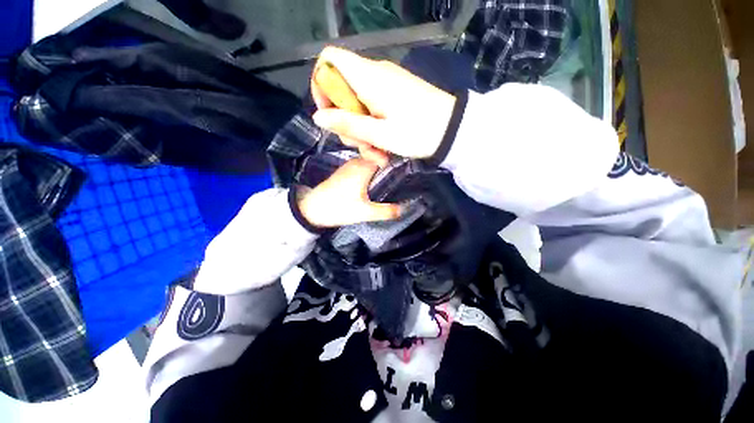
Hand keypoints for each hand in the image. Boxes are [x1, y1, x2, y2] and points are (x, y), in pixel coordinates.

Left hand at [297, 158, 400, 227]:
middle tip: (407, 175)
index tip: (412, 168)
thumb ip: (386, 211)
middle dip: (394, 165)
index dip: (400, 160)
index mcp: (364, 166)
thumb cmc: (338, 208)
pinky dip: (375, 172)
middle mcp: (358, 161)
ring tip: (397, 178)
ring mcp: (351, 165)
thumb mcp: (364, 213)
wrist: (312, 209)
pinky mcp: (347, 171)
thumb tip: (404, 209)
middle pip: (381, 157)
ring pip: (373, 162)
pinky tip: (380, 182)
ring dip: (384, 169)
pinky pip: (366, 167)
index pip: (387, 155)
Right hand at [311, 46, 456, 159]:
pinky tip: (385, 149)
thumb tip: (318, 117)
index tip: (329, 115)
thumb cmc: (419, 133)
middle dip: (347, 123)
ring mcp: (386, 85)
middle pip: (343, 91)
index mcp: (369, 78)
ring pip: (359, 106)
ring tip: (379, 156)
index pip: (329, 60)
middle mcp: (375, 75)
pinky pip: (374, 109)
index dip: (321, 85)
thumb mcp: (381, 135)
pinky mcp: (395, 96)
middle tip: (362, 148)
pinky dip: (374, 130)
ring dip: (363, 134)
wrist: (454, 130)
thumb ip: (348, 125)